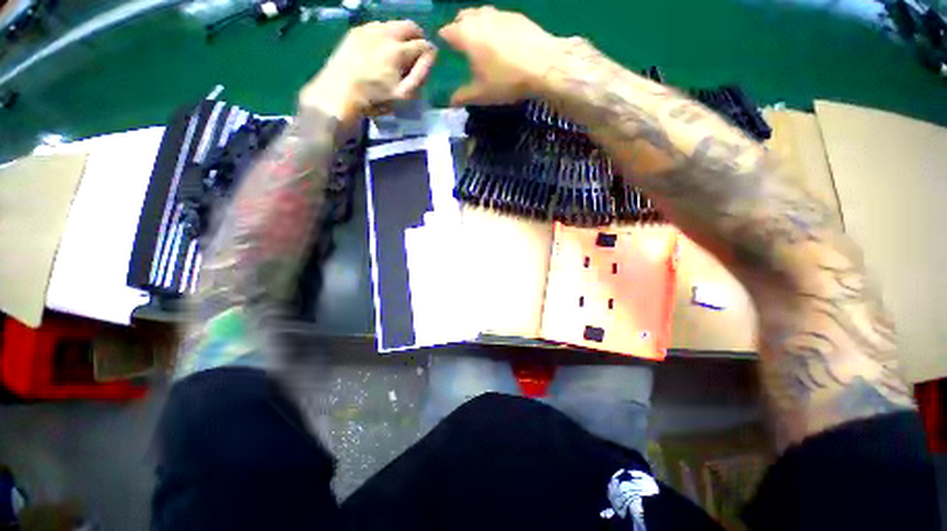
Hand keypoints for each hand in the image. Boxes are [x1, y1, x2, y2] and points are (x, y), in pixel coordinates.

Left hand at [299, 20, 436, 124]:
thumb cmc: (375, 98)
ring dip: (402, 34)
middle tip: (416, 50)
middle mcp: (386, 33)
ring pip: (394, 24)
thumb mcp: (403, 94)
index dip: (429, 53)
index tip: (427, 62)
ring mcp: (369, 29)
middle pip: (409, 26)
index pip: (423, 44)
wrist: (340, 91)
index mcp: (399, 51)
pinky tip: (382, 48)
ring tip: (399, 50)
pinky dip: (385, 34)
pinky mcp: (356, 30)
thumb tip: (432, 54)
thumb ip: (420, 74)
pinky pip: (377, 26)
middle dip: (417, 36)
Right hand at [439, 7, 560, 105]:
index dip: (443, 40)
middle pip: (462, 17)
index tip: (444, 50)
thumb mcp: (482, 94)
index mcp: (466, 35)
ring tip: (481, 41)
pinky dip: (494, 26)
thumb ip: (463, 96)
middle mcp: (480, 18)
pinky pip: (498, 17)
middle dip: (458, 28)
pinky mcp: (516, 16)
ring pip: (481, 13)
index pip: (446, 31)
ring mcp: (499, 13)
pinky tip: (502, 41)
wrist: (544, 66)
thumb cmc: (507, 81)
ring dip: (476, 24)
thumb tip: (450, 102)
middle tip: (462, 45)